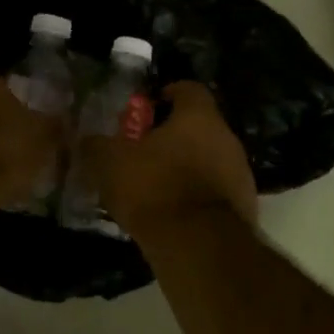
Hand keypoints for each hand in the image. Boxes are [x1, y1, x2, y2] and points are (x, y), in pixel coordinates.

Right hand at [85, 81, 257, 238]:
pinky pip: (215, 191)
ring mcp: (241, 173)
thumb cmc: (154, 188)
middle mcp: (227, 137)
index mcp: (199, 116)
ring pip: (209, 159)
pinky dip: (196, 196)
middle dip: (173, 136)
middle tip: (144, 152)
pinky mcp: (244, 206)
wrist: (199, 245)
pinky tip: (174, 213)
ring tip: (156, 187)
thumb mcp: (111, 163)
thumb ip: (97, 145)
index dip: (165, 95)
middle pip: (199, 127)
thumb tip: (89, 140)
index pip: (188, 88)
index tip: (146, 110)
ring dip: (186, 168)